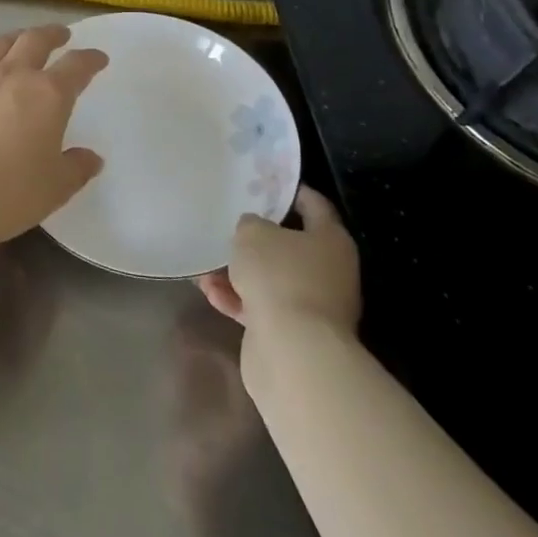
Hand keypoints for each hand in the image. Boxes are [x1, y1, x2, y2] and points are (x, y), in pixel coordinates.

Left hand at [0, 24, 107, 253]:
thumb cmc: (5, 194)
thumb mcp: (53, 189)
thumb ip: (76, 169)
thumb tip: (91, 157)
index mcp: (48, 95)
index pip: (77, 66)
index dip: (90, 60)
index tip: (98, 58)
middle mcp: (13, 75)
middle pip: (36, 40)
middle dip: (53, 35)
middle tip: (61, 35)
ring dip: (16, 37)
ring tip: (22, 40)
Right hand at [196, 186, 360, 340]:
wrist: (292, 353)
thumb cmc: (279, 276)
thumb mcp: (253, 234)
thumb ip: (250, 224)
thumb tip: (253, 230)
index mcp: (331, 240)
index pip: (314, 205)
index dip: (288, 191)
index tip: (263, 183)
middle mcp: (329, 271)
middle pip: (290, 246)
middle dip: (257, 239)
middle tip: (229, 225)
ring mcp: (312, 306)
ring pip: (271, 279)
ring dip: (239, 272)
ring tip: (206, 265)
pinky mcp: (293, 334)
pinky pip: (261, 307)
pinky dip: (237, 299)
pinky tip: (210, 292)